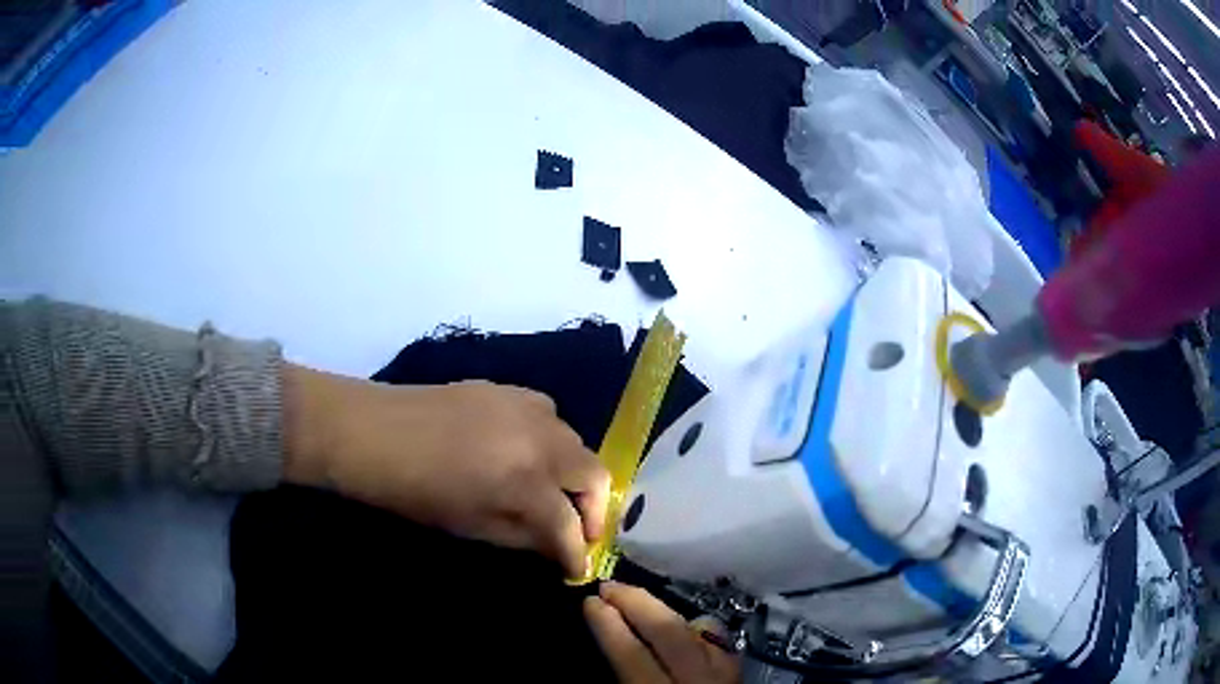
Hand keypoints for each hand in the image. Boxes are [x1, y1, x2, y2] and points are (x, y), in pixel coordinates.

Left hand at [283, 366, 609, 576]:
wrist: (373, 432)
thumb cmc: (414, 492)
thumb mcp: (471, 527)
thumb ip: (524, 537)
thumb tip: (558, 546)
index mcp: (525, 482)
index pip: (570, 526)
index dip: (576, 553)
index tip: (576, 569)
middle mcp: (539, 441)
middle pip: (594, 474)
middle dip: (594, 510)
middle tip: (579, 530)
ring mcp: (526, 408)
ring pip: (577, 442)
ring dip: (575, 473)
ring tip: (555, 492)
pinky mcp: (509, 390)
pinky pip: (550, 415)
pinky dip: (552, 440)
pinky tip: (530, 451)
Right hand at [585, 582, 741, 683]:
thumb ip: (624, 675)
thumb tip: (608, 640)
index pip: (632, 654)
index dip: (609, 626)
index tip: (590, 601)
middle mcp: (698, 679)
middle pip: (669, 631)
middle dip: (637, 604)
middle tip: (609, 586)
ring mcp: (725, 674)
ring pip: (697, 630)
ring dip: (665, 612)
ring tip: (638, 601)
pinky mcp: (739, 673)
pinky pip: (718, 642)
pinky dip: (696, 629)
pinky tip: (683, 624)